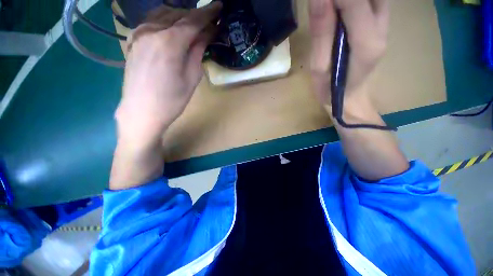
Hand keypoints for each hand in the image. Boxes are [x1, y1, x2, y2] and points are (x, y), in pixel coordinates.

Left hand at [115, 2, 221, 149]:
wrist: (142, 111)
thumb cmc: (172, 99)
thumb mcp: (192, 77)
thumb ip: (198, 51)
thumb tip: (207, 34)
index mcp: (169, 42)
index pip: (193, 20)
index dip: (208, 13)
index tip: (219, 7)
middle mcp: (151, 30)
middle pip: (178, 14)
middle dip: (196, 15)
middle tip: (209, 20)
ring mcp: (139, 33)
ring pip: (163, 15)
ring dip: (180, 16)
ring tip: (193, 24)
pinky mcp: (133, 40)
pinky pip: (151, 22)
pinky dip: (165, 20)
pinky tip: (172, 27)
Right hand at [309, 0, 388, 113]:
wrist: (349, 93)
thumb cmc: (330, 88)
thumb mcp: (319, 68)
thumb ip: (321, 33)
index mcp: (366, 43)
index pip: (353, 3)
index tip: (318, 1)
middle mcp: (382, 26)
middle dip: (337, 1)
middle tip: (322, 9)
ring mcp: (384, 20)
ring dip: (345, 3)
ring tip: (330, 14)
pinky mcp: (380, 18)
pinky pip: (369, 0)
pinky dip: (352, 3)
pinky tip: (340, 11)